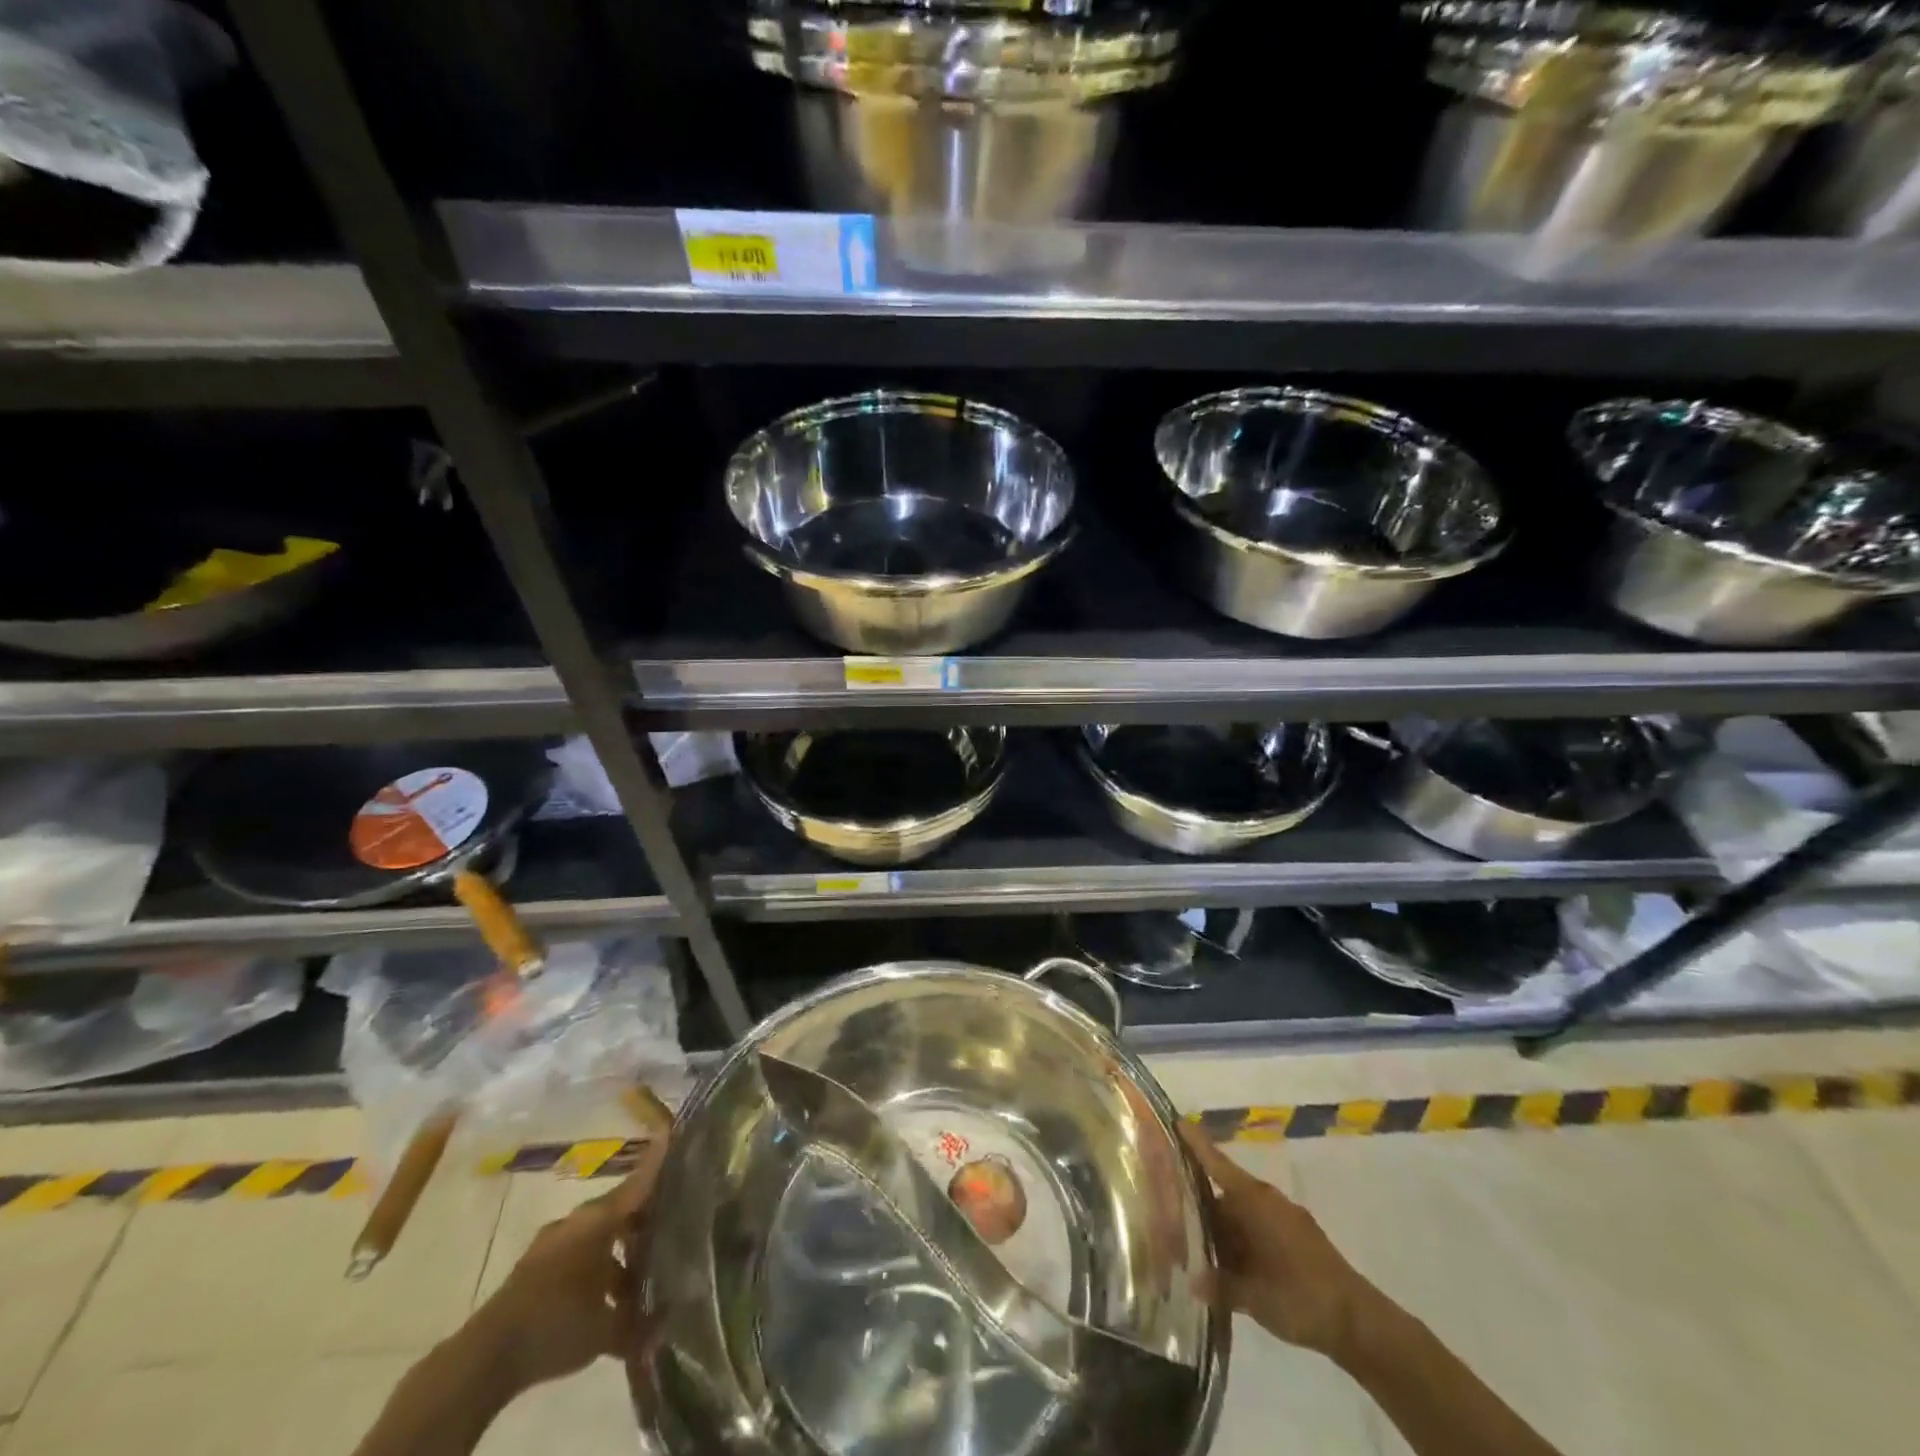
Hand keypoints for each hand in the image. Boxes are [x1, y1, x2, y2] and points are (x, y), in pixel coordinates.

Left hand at [460, 1135, 667, 1396]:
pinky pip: (577, 1256)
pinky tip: (606, 1297)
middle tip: (670, 1226)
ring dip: (619, 1251)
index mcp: (598, 1220)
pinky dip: (596, 1268)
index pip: (639, 1183)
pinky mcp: (534, 1269)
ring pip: (597, 1235)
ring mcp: (552, 1244)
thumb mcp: (606, 1328)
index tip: (673, 1135)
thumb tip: (665, 1323)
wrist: (484, 1358)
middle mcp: (576, 1222)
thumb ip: (640, 1321)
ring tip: (640, 1275)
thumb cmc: (556, 1323)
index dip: (658, 1163)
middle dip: (644, 1218)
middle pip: (619, 1209)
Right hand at [1179, 1122, 1377, 1360]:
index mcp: (1253, 1201)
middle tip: (1171, 1217)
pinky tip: (1229, 1268)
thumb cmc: (1299, 1296)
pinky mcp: (1297, 1240)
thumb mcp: (1253, 1296)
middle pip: (1223, 1196)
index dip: (1195, 1143)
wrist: (1359, 1322)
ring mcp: (1285, 1219)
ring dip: (1221, 1231)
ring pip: (1241, 1217)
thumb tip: (1192, 1281)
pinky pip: (1258, 1231)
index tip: (1175, 1120)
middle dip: (1199, 1208)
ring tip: (1195, 1247)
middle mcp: (1266, 1201)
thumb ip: (1219, 1285)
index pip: (1216, 1163)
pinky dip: (1241, 1244)